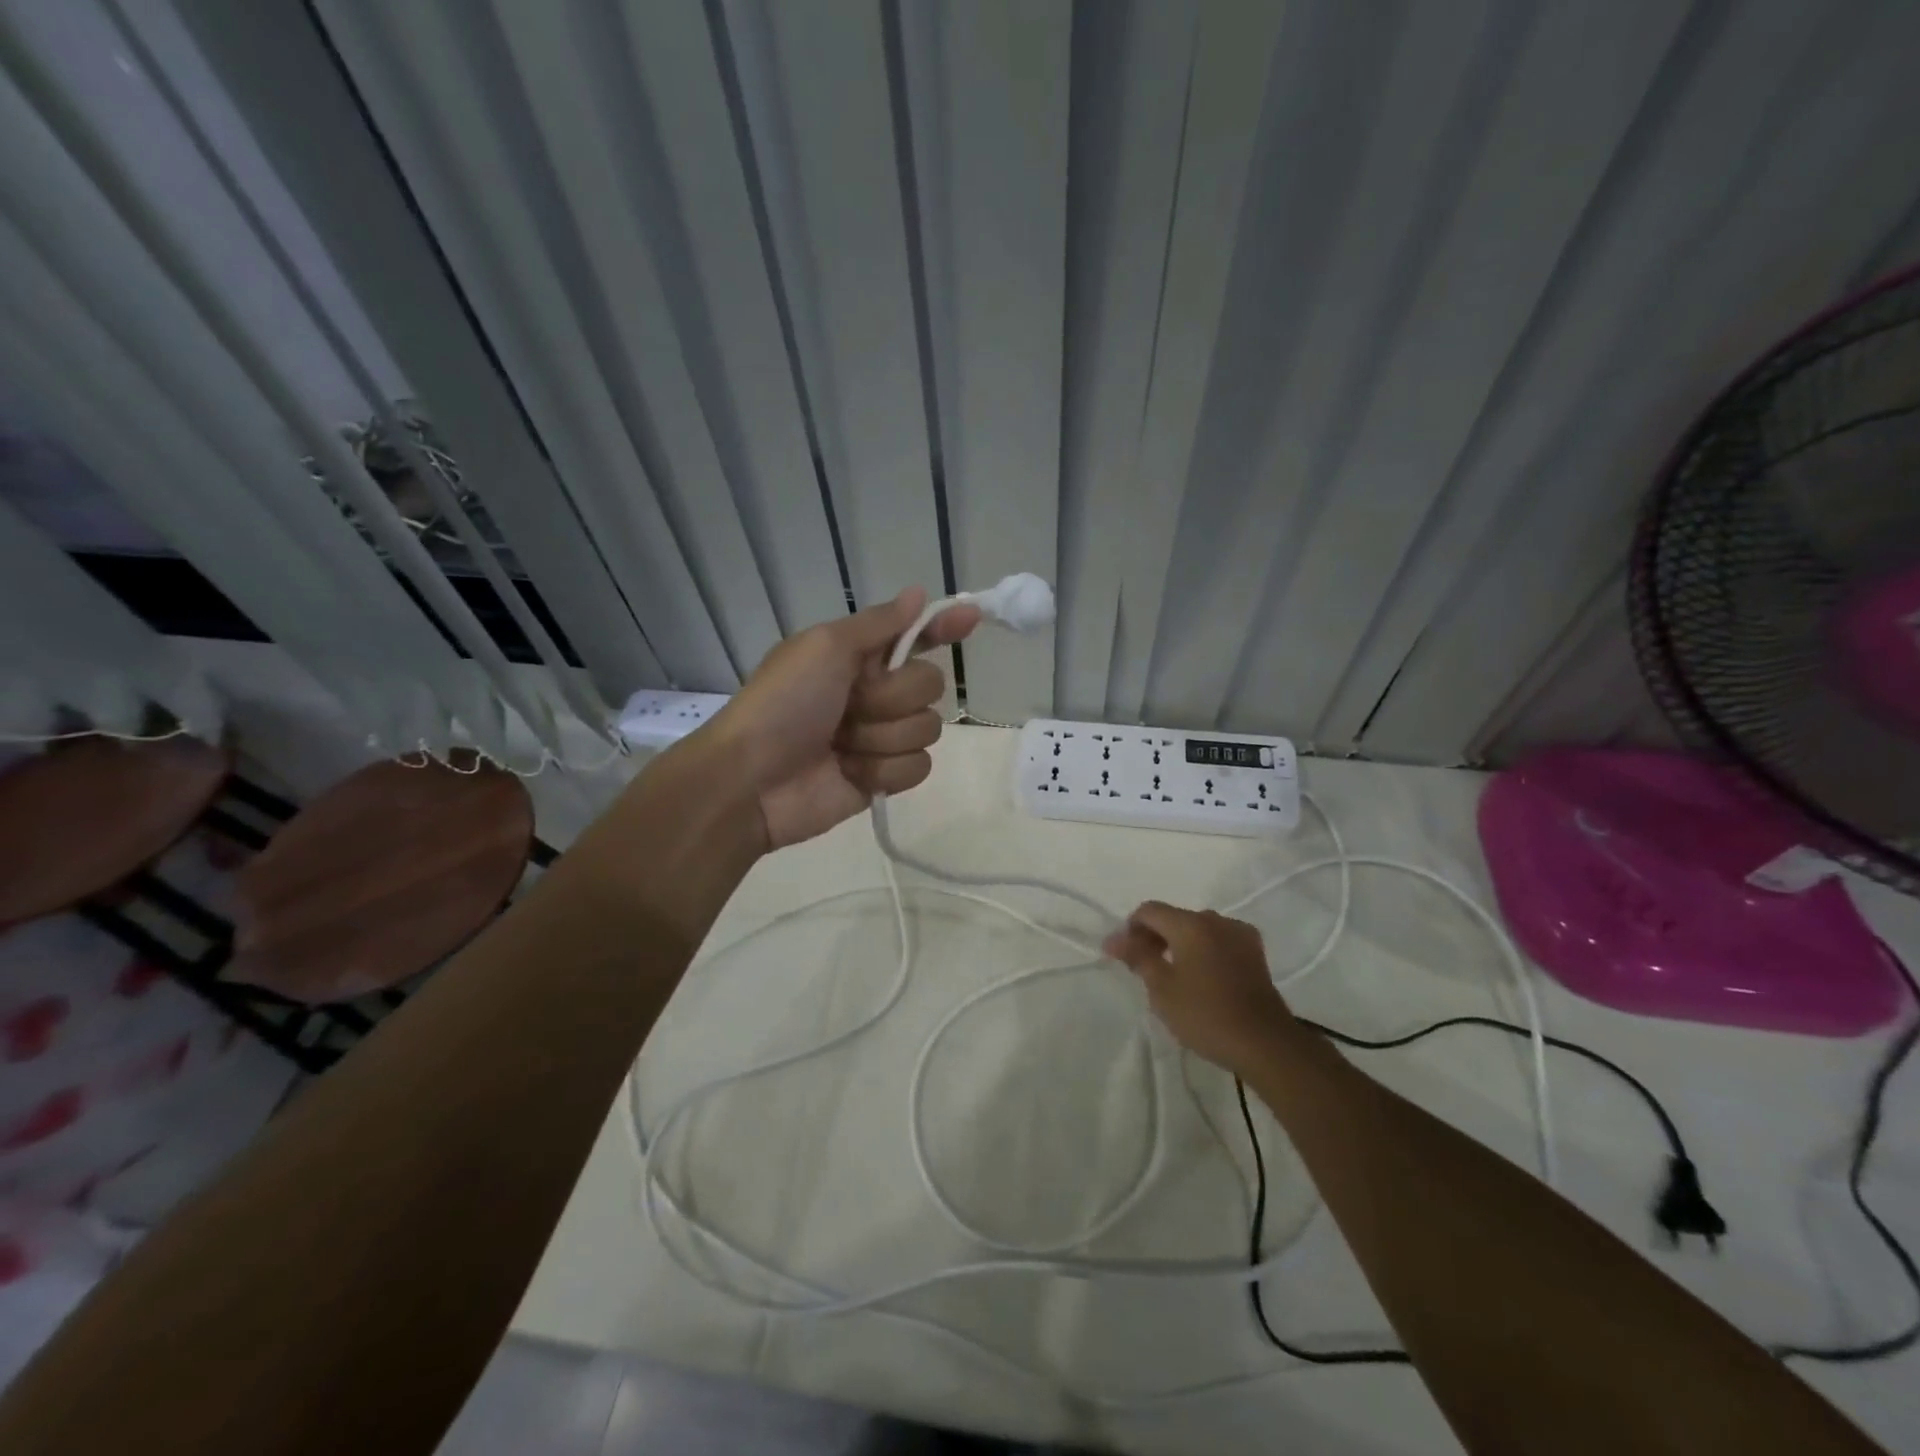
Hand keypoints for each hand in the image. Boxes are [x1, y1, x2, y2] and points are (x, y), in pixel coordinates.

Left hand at [709, 588, 980, 850]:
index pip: (915, 637)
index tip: (971, 617)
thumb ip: (878, 623)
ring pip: (927, 729)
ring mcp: (882, 737)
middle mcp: (876, 694)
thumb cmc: (783, 704)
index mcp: (860, 657)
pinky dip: (883, 770)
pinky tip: (850, 772)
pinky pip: (918, 767)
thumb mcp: (825, 647)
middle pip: (930, 686)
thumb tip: (917, 592)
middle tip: (850, 706)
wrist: (752, 780)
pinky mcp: (884, 778)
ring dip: (882, 737)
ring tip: (842, 745)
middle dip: (892, 698)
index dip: (943, 627)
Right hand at [1103, 903, 1298, 1076]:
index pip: (1149, 910)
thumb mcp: (1162, 989)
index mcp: (1191, 924)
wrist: (1264, 1043)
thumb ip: (1137, 957)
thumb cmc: (1205, 1015)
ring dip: (1180, 943)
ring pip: (1198, 929)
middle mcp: (1216, 920)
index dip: (1130, 929)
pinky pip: (1218, 940)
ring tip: (1173, 975)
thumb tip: (1114, 938)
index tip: (1123, 956)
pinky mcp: (1255, 953)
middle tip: (1144, 968)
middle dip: (1155, 937)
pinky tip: (1202, 977)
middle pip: (1174, 917)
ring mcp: (1239, 934)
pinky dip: (1204, 950)